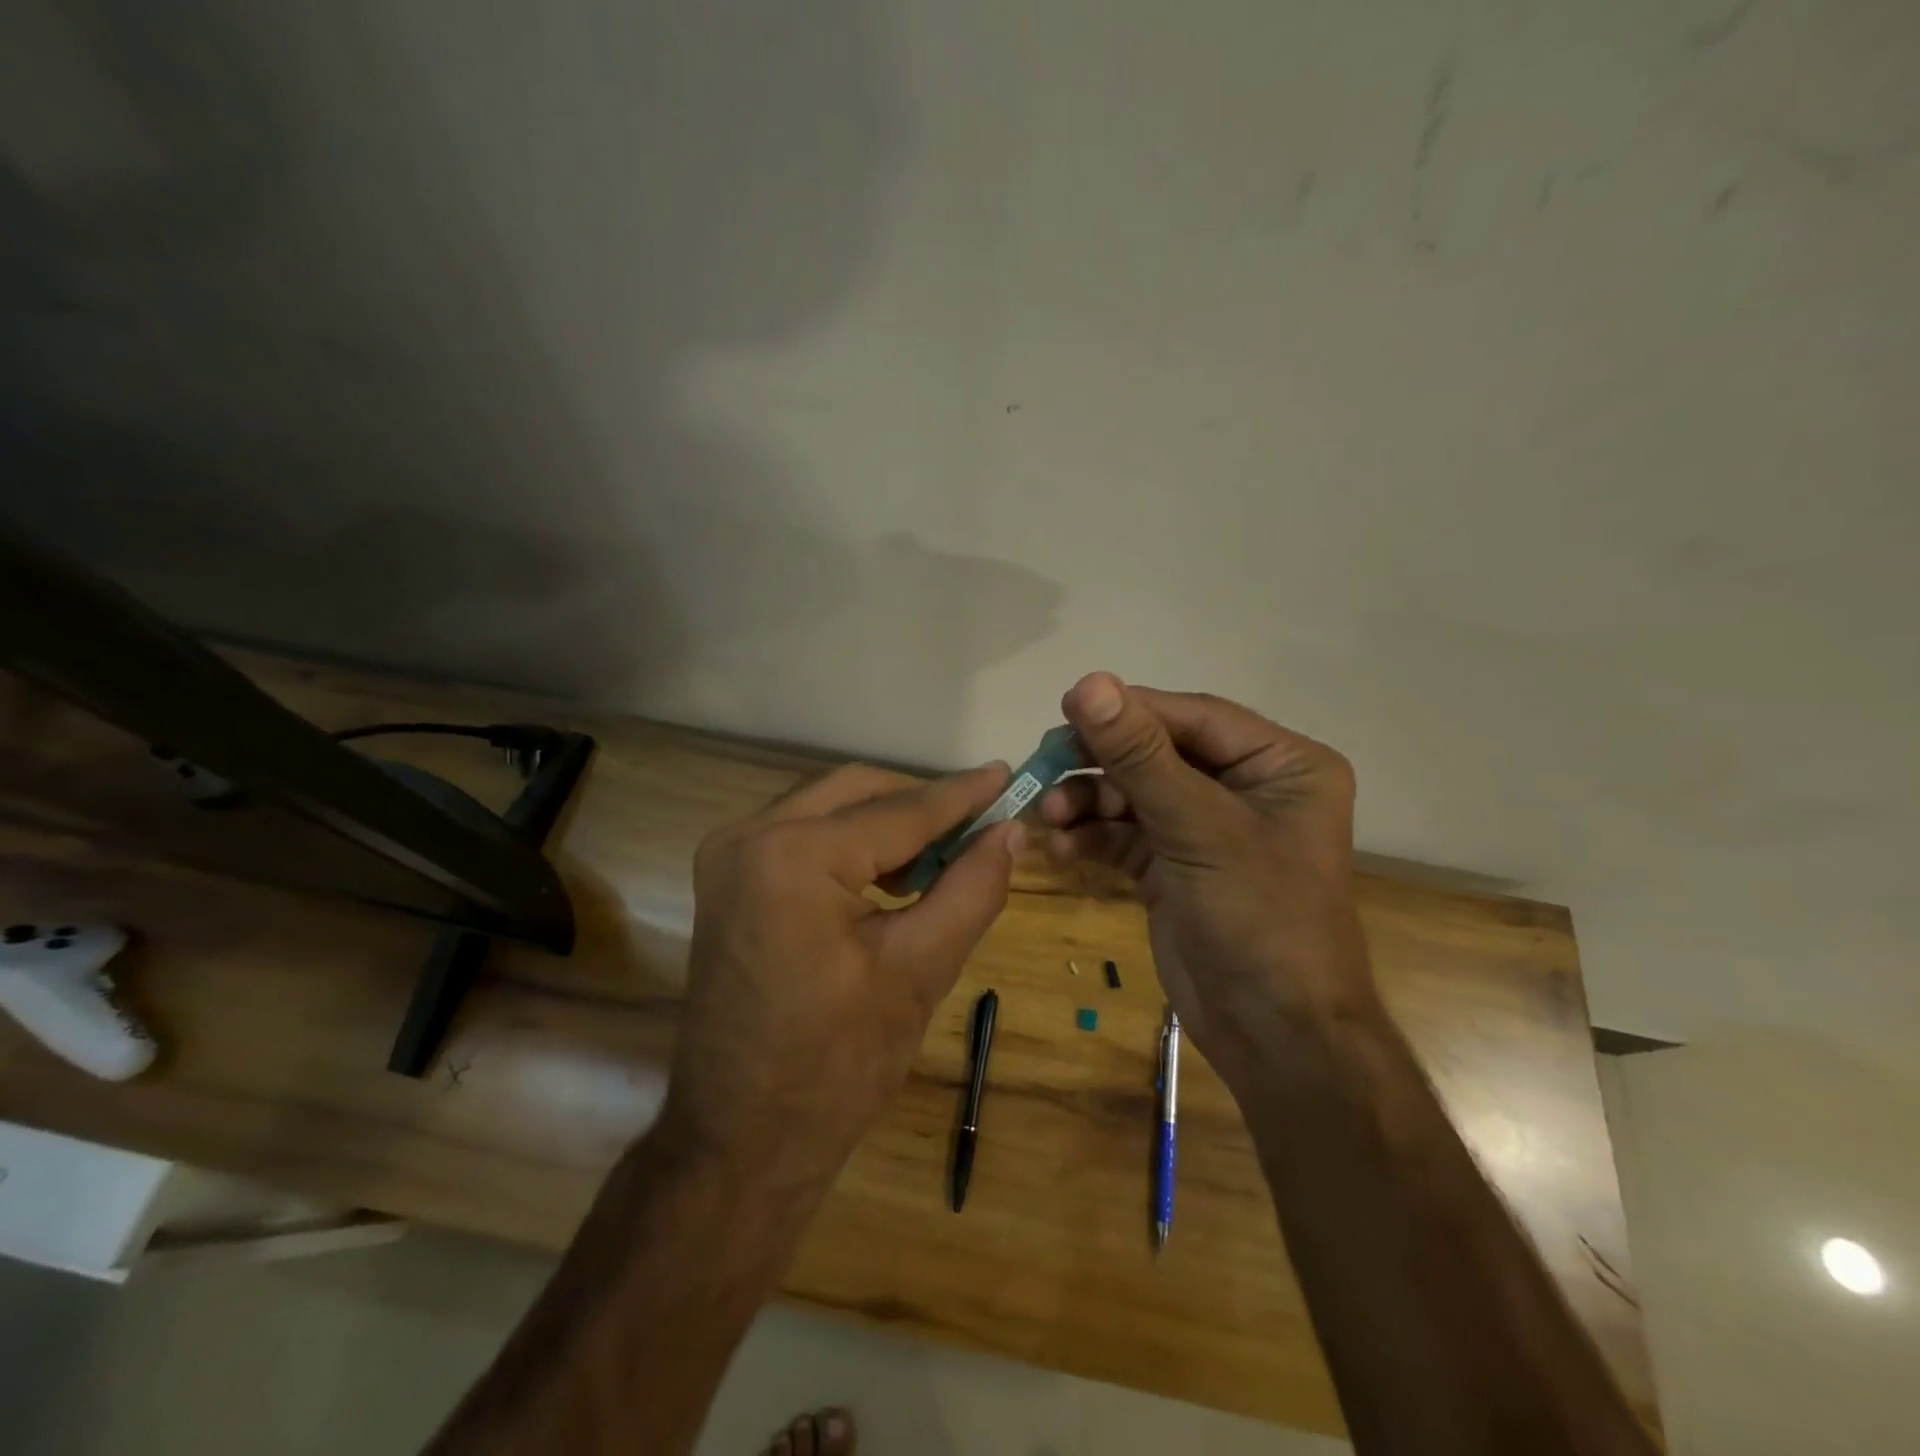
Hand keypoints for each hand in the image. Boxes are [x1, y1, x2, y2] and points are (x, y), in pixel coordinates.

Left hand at [664, 762, 1021, 1189]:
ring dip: (887, 822)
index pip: (898, 810)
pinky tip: (892, 876)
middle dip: (921, 804)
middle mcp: (749, 836)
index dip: (961, 794)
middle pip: (857, 792)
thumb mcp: (919, 971)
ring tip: (943, 857)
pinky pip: (803, 835)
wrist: (740, 1142)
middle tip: (979, 825)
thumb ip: (971, 889)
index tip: (1008, 774)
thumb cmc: (836, 1067)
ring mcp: (728, 856)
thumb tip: (1010, 831)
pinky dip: (851, 843)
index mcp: (793, 855)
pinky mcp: (727, 880)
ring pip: (829, 807)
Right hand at [1039, 673, 1379, 1079]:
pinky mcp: (1174, 865)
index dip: (1129, 711)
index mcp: (1280, 764)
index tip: (1066, 707)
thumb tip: (1089, 682)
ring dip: (1087, 802)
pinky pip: (1125, 834)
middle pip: (1157, 754)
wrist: (1274, 1035)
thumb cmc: (1259, 917)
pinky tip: (1059, 848)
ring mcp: (1206, 828)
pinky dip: (1091, 837)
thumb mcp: (1198, 827)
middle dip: (1100, 763)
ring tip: (1047, 816)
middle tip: (1045, 763)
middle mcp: (1246, 787)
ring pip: (1133, 794)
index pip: (1192, 718)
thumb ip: (1139, 755)